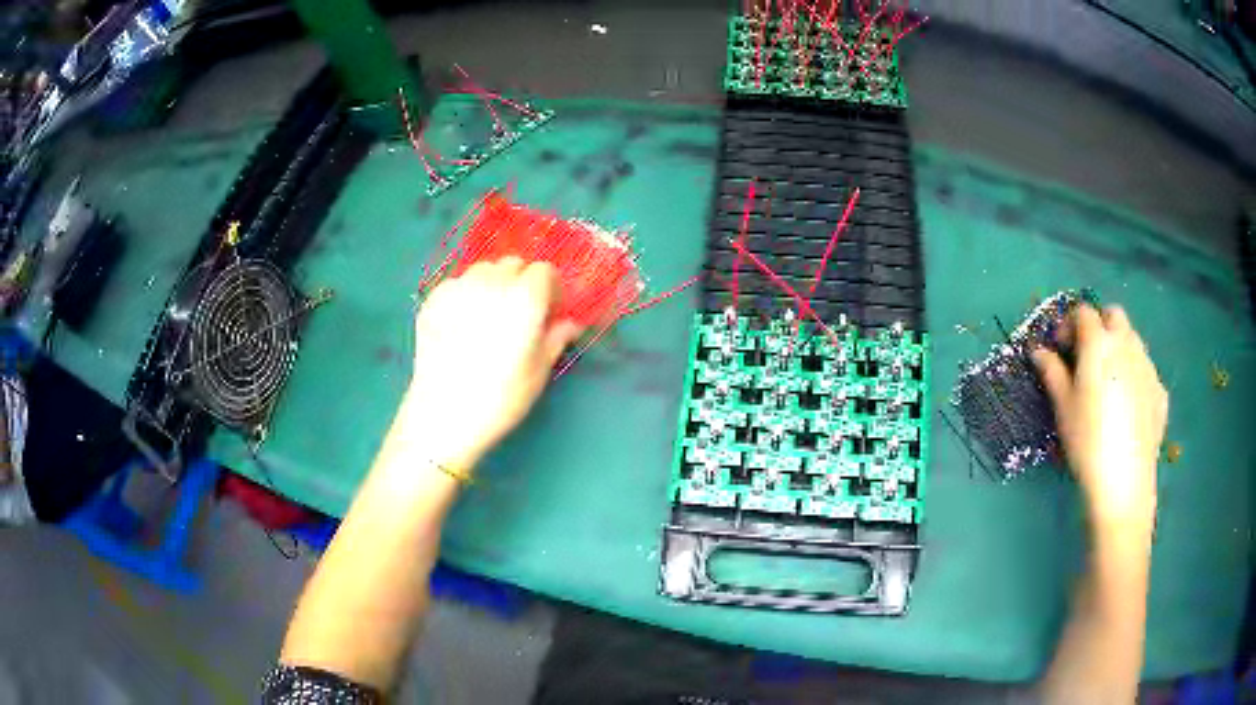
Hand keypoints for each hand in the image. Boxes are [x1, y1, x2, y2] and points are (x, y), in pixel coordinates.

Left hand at [399, 258, 580, 469]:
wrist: (443, 414)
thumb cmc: (500, 398)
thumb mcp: (539, 371)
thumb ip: (556, 338)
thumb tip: (569, 324)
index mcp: (525, 297)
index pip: (544, 271)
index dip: (550, 289)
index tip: (549, 310)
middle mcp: (492, 282)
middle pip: (513, 265)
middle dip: (521, 282)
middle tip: (518, 313)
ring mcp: (458, 287)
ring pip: (483, 270)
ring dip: (493, 284)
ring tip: (488, 316)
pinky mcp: (433, 299)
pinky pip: (457, 284)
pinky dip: (466, 295)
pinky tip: (462, 325)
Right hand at [1032, 305, 1166, 525]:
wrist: (1124, 480)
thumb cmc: (1087, 440)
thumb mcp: (1063, 407)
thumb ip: (1052, 372)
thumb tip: (1038, 351)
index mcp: (1099, 342)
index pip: (1083, 312)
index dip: (1068, 325)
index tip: (1059, 349)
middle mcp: (1127, 343)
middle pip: (1113, 315)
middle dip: (1099, 326)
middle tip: (1086, 357)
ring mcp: (1148, 365)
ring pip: (1132, 340)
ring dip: (1118, 348)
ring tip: (1107, 383)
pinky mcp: (1160, 390)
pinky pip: (1145, 370)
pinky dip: (1134, 376)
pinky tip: (1127, 407)